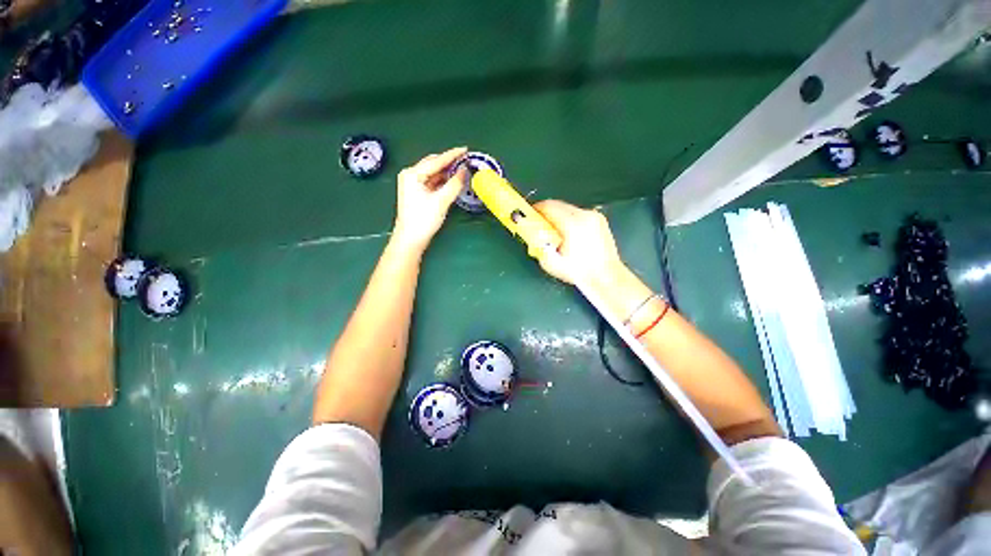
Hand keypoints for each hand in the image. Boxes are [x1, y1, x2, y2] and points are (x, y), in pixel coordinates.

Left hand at [392, 147, 468, 252]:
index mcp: (413, 174)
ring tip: (461, 169)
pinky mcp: (417, 193)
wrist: (410, 239)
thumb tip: (465, 171)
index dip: (452, 155)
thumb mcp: (441, 201)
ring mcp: (412, 184)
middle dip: (449, 162)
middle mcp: (410, 175)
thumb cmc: (423, 219)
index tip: (465, 149)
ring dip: (446, 171)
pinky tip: (452, 180)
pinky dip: (442, 180)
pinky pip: (432, 181)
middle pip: (433, 164)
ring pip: (433, 173)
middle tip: (465, 160)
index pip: (436, 161)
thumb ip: (454, 184)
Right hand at [532, 200, 629, 288]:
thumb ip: (539, 247)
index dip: (536, 209)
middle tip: (539, 224)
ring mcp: (594, 216)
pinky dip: (570, 220)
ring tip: (554, 232)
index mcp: (573, 223)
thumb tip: (533, 237)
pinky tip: (568, 234)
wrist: (606, 277)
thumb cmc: (579, 272)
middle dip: (546, 213)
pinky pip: (579, 215)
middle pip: (559, 205)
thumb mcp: (552, 263)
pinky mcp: (600, 221)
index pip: (549, 206)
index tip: (529, 215)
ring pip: (569, 209)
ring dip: (558, 217)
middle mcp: (585, 215)